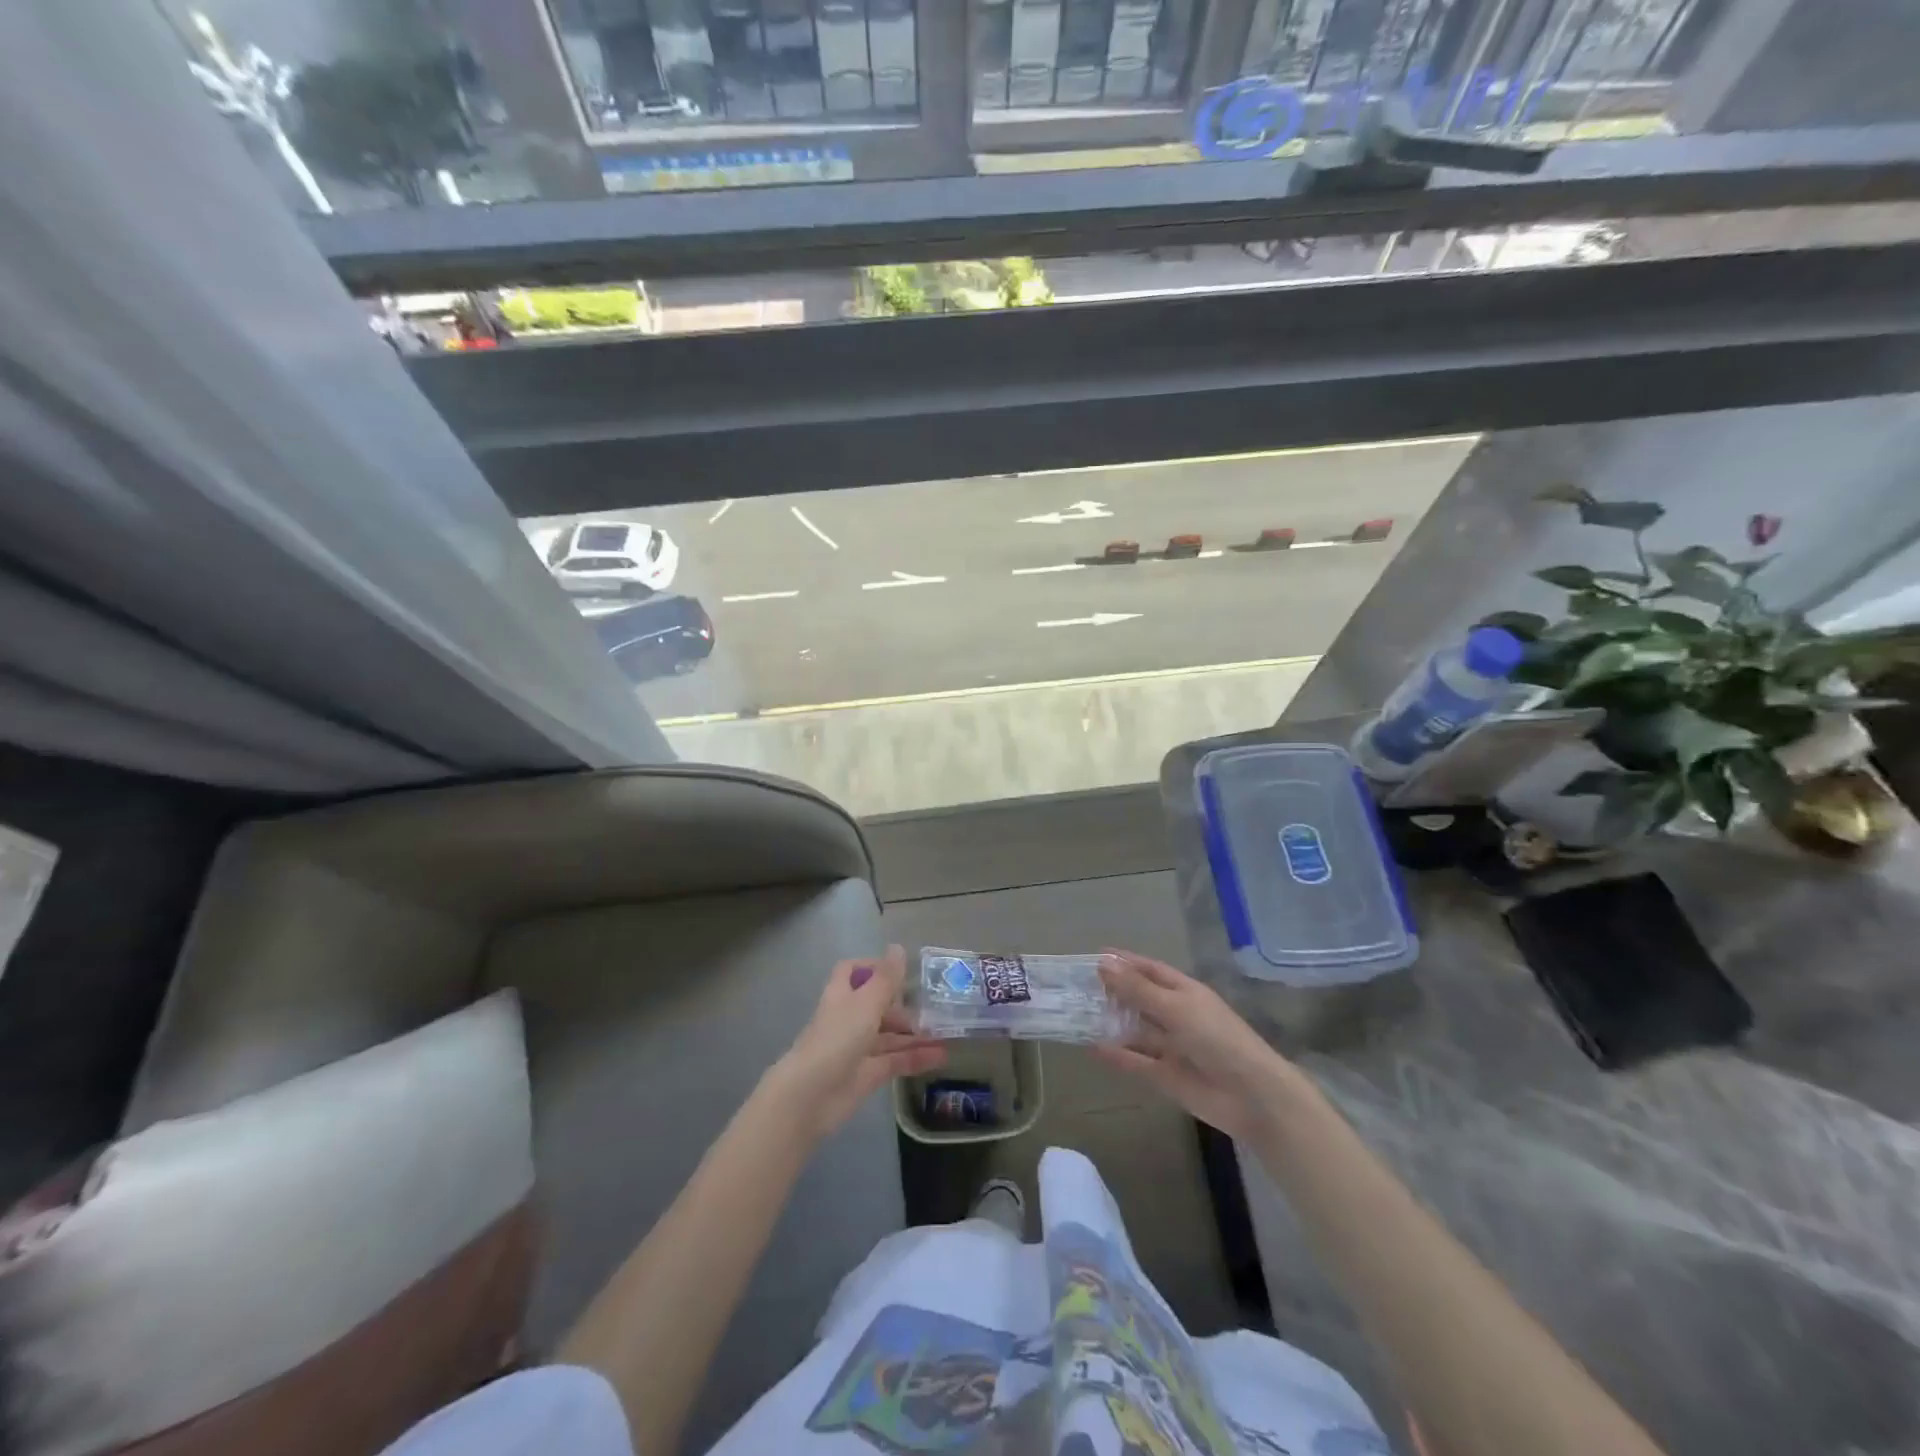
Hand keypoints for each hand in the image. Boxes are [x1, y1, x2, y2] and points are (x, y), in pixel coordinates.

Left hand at [765, 945, 946, 1140]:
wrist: (810, 1096)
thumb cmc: (837, 1038)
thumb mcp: (866, 1003)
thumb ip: (886, 978)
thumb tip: (898, 947)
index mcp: (842, 995)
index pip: (852, 972)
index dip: (873, 967)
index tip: (900, 971)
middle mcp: (849, 1018)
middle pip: (876, 1005)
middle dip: (903, 1006)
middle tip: (934, 1007)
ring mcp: (858, 1048)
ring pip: (889, 1036)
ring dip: (915, 1034)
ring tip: (946, 1032)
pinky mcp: (867, 1075)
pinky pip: (895, 1061)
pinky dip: (916, 1058)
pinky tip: (941, 1056)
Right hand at [1095, 950, 1300, 1140]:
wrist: (1251, 1096)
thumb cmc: (1217, 1038)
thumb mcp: (1175, 1007)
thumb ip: (1138, 989)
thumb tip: (1103, 964)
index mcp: (1184, 992)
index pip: (1150, 970)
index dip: (1125, 962)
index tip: (1095, 957)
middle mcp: (1176, 1016)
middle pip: (1140, 999)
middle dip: (1113, 992)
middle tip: (1077, 987)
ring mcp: (1171, 1047)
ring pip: (1135, 1031)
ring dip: (1112, 1023)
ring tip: (1078, 1015)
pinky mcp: (1166, 1076)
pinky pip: (1136, 1062)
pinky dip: (1117, 1055)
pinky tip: (1093, 1047)